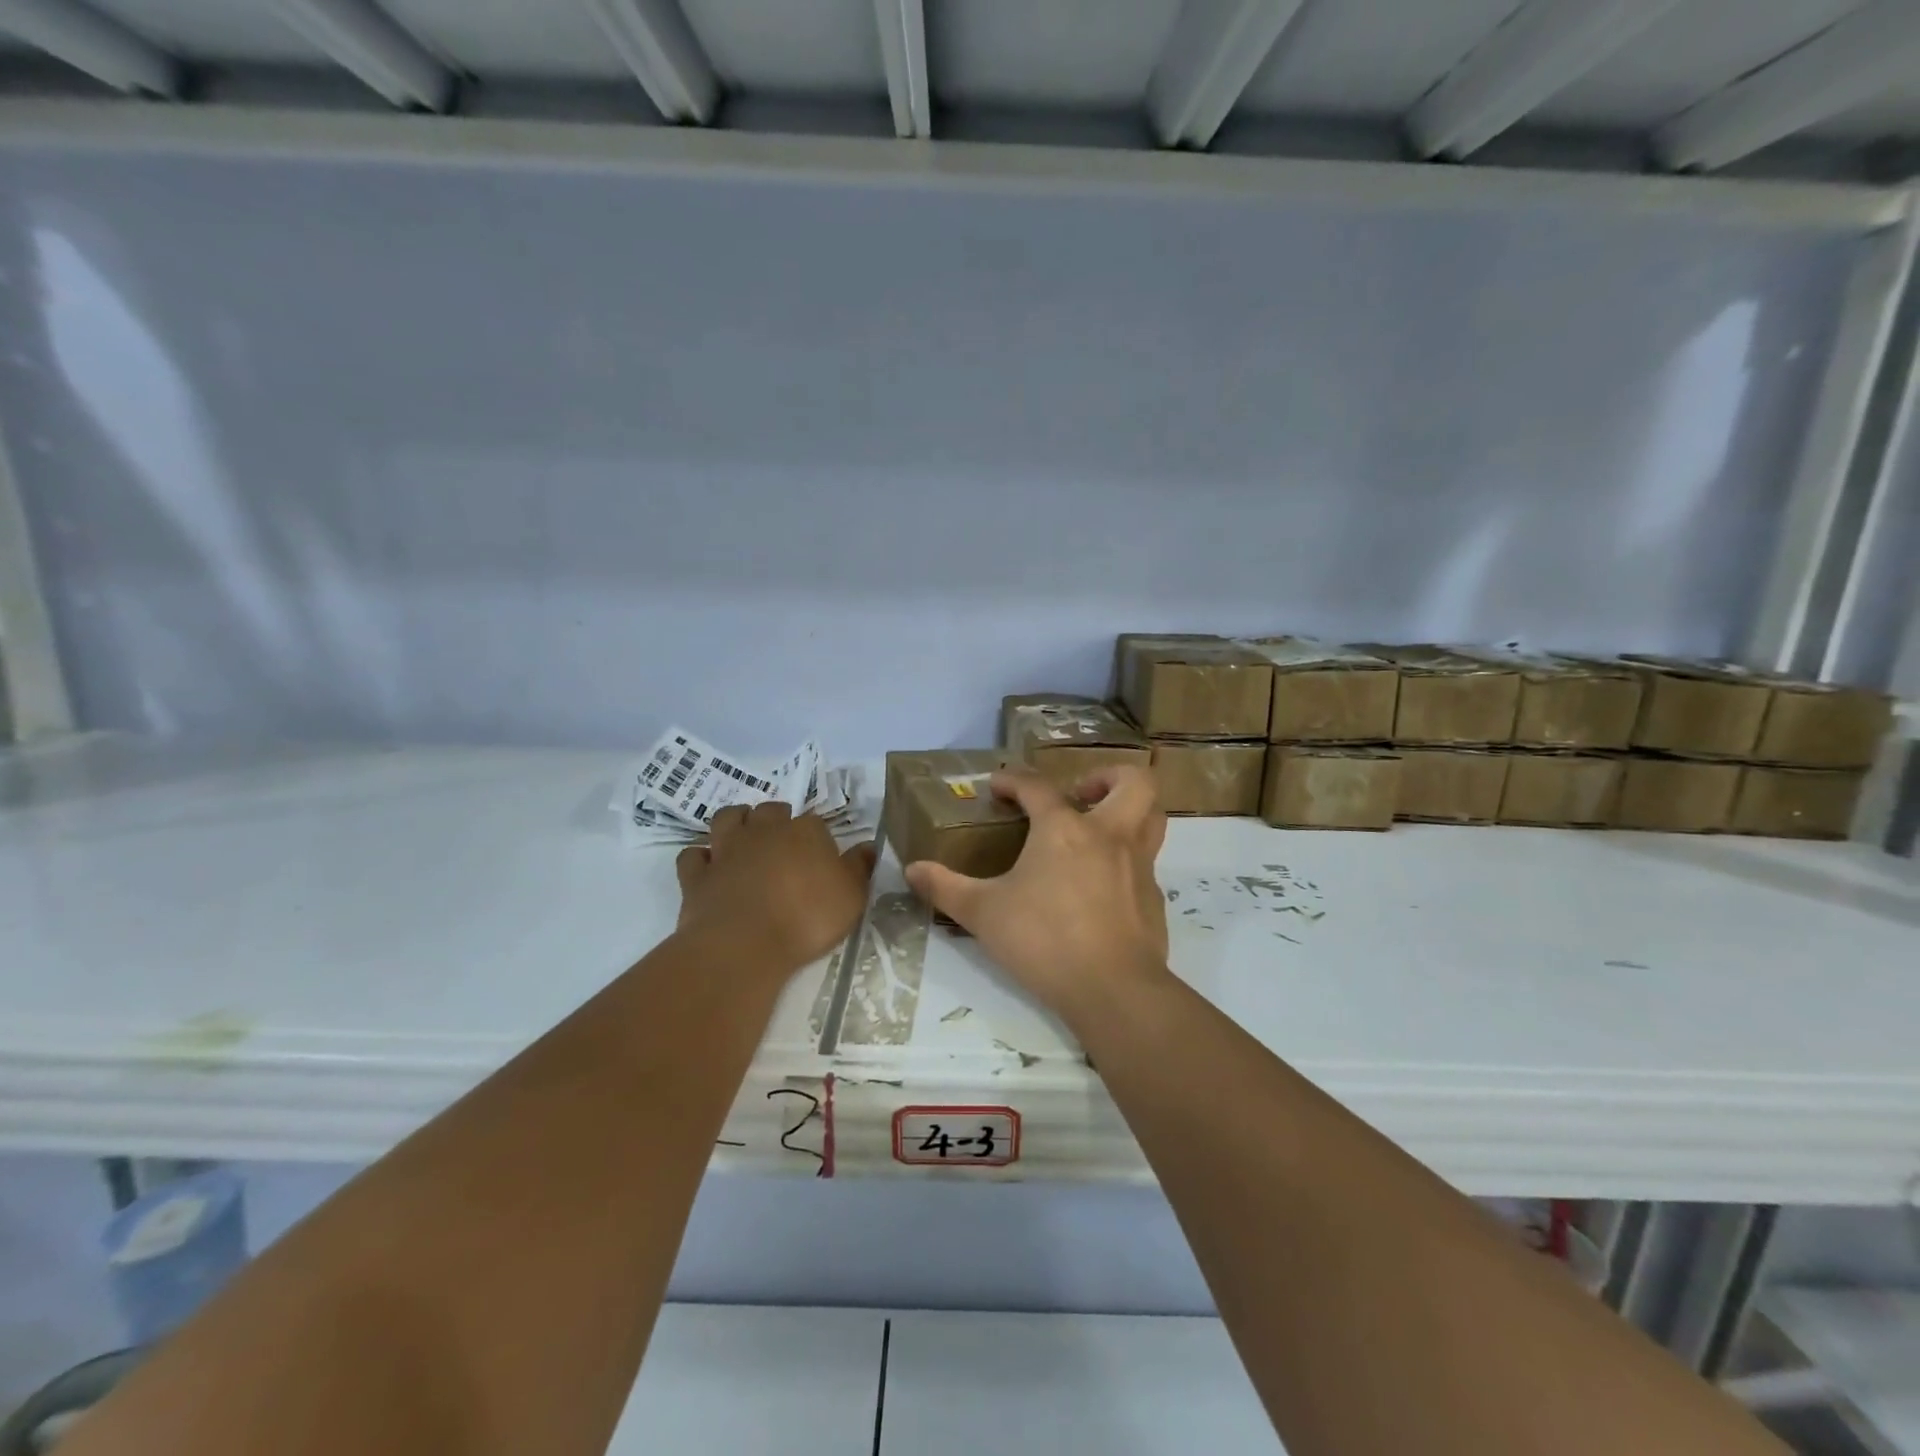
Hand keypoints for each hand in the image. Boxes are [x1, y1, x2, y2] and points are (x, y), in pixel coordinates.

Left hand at [676, 803, 876, 973]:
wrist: (744, 944)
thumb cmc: (807, 918)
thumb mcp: (852, 896)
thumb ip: (860, 867)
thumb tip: (868, 846)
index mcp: (805, 832)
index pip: (815, 822)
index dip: (818, 836)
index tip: (822, 855)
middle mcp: (764, 831)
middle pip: (770, 811)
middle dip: (776, 818)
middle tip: (783, 837)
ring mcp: (726, 850)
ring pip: (727, 818)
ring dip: (735, 820)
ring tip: (743, 832)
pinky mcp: (697, 875)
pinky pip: (692, 855)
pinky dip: (700, 856)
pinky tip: (708, 865)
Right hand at [904, 766, 1170, 1023]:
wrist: (1113, 989)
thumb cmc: (1043, 939)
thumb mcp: (983, 913)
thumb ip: (946, 888)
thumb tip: (911, 870)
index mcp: (1065, 829)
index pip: (1037, 787)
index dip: (1013, 780)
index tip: (997, 786)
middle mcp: (1109, 836)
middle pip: (1132, 782)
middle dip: (1107, 777)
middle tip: (1079, 795)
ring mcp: (1138, 867)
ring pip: (1152, 818)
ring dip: (1129, 811)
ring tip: (1098, 828)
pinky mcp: (1153, 899)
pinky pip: (1146, 865)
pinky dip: (1126, 863)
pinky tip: (1102, 889)